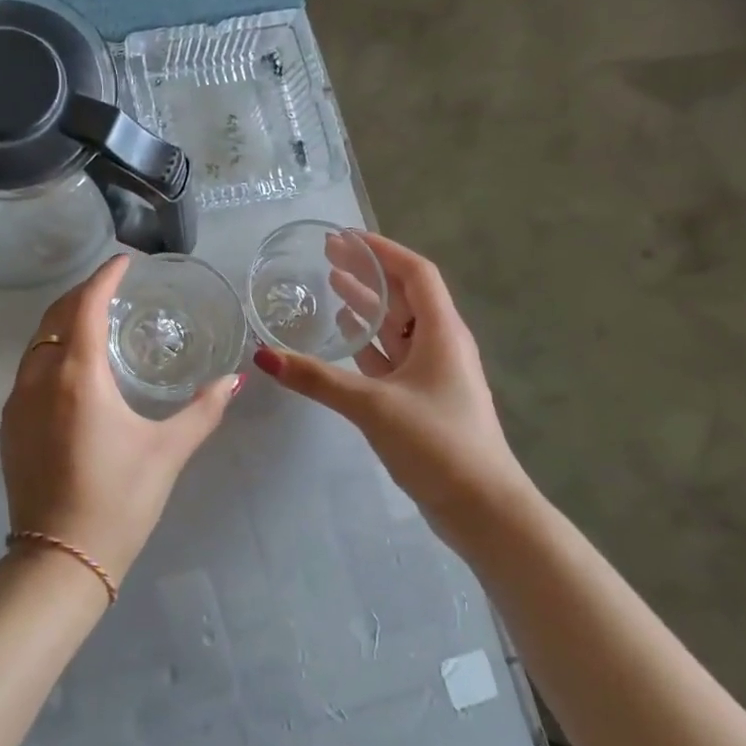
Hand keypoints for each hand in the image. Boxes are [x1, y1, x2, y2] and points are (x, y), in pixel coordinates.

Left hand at [0, 256, 239, 587]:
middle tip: (112, 288)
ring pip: (37, 343)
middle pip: (55, 317)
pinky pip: (28, 371)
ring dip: (63, 322)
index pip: (85, 305)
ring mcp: (16, 403)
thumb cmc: (119, 500)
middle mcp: (39, 379)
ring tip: (94, 321)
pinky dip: (51, 352)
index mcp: (78, 376)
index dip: (104, 278)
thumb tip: (234, 381)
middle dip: (81, 294)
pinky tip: (73, 369)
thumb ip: (203, 411)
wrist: (59, 559)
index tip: (124, 263)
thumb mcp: (168, 452)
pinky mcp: (9, 426)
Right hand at [251, 233, 536, 556]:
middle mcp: (440, 344)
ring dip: (367, 304)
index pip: (415, 273)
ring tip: (331, 284)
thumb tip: (263, 356)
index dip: (381, 250)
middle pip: (404, 295)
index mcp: (442, 332)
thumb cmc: (437, 443)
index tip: (344, 236)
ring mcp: (432, 373)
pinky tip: (345, 334)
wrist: (482, 508)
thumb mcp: (372, 405)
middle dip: (368, 271)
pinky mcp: (421, 398)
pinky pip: (391, 355)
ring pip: (397, 325)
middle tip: (328, 254)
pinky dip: (367, 340)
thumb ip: (317, 379)